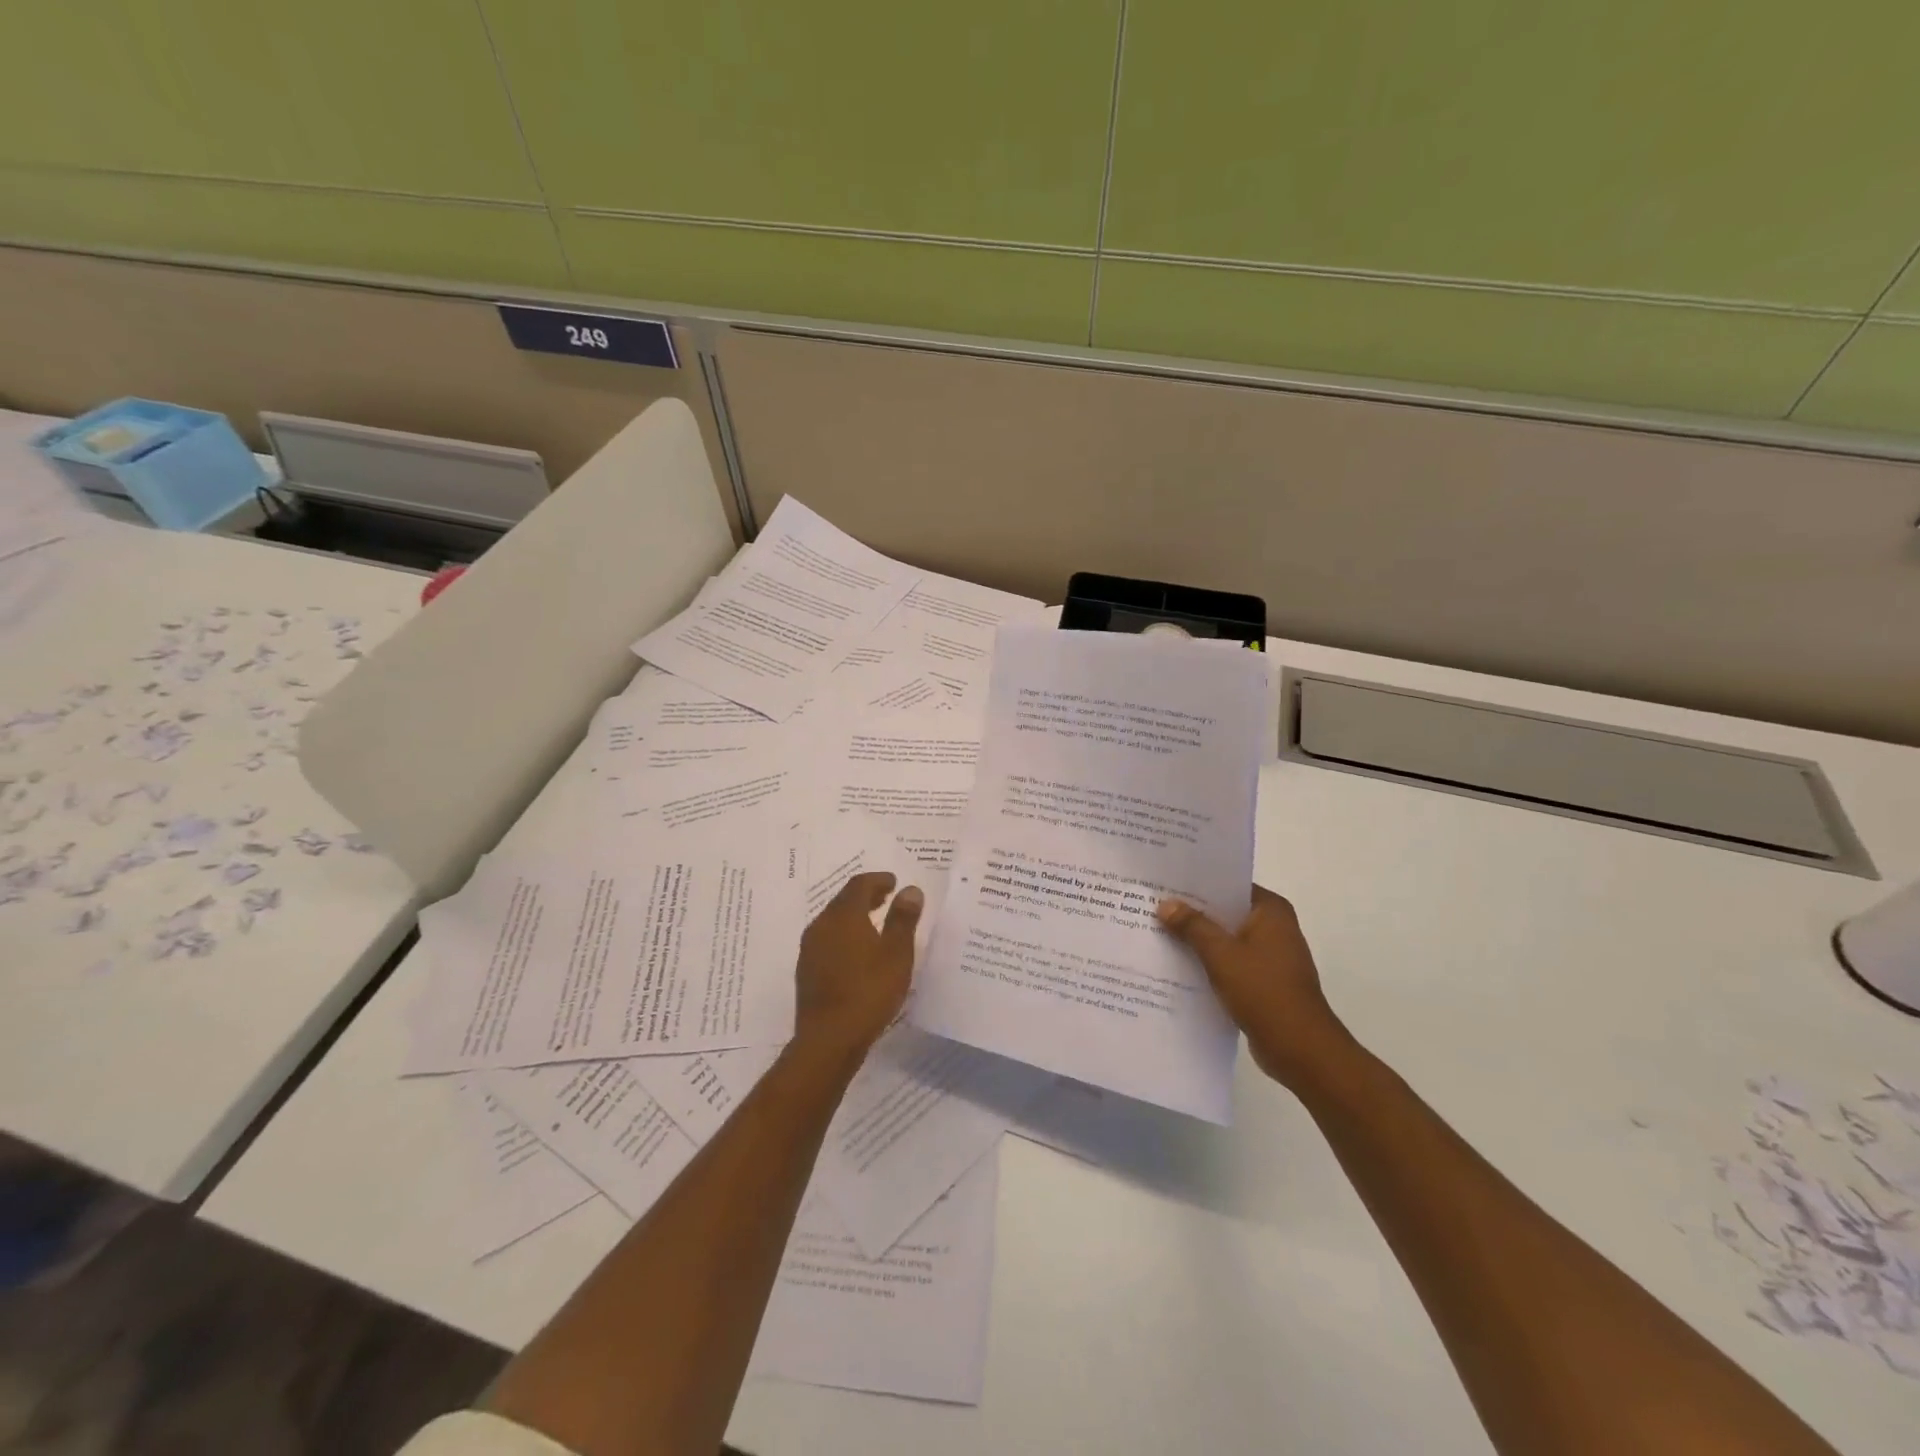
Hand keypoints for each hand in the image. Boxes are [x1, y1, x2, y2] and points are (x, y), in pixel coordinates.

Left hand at [794, 872, 923, 1057]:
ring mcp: (810, 949)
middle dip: (866, 896)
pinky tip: (857, 953)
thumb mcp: (896, 954)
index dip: (878, 880)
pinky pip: (827, 940)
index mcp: (843, 916)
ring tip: (875, 924)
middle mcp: (821, 925)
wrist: (829, 1039)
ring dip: (854, 916)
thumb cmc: (869, 991)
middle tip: (886, 897)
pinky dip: (844, 936)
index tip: (894, 882)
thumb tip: (910, 890)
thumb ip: (903, 919)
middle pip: (843, 901)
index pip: (859, 885)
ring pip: (833, 921)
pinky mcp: (806, 971)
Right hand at [1157, 884, 1355, 1088]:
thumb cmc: (1264, 991)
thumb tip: (1165, 904)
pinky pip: (1229, 962)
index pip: (1229, 885)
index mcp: (1271, 911)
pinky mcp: (1264, 981)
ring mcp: (1270, 956)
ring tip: (1158, 932)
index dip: (1197, 884)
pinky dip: (1208, 962)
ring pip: (1226, 938)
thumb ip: (1192, 926)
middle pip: (1225, 912)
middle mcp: (1274, 927)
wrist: (1300, 1049)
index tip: (1165, 882)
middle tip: (1153, 905)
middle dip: (1192, 912)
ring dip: (1198, 939)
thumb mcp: (1221, 954)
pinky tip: (1177, 964)